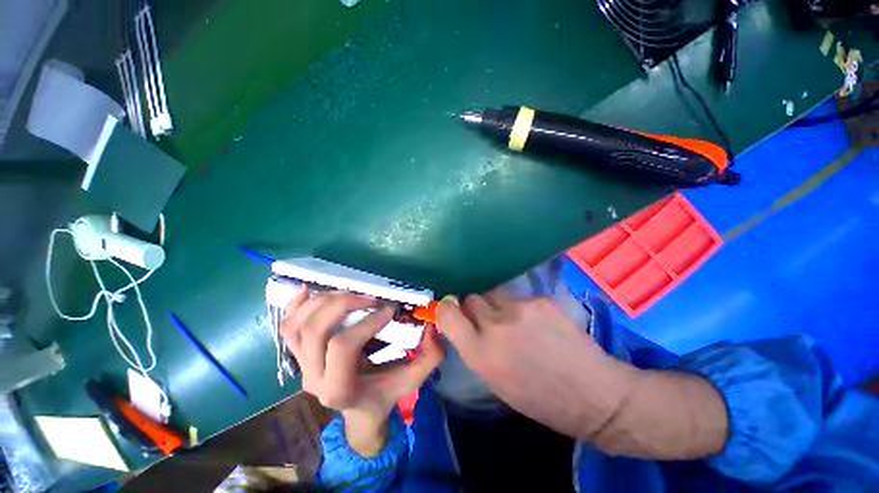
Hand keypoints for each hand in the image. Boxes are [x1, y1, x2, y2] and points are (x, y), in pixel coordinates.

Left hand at [281, 288, 443, 455]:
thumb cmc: (385, 393)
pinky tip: (308, 289)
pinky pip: (287, 327)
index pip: (343, 346)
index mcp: (340, 388)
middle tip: (370, 296)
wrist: (360, 409)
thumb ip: (429, 356)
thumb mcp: (413, 378)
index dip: (367, 322)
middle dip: (344, 305)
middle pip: (315, 331)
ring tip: (349, 292)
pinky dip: (296, 305)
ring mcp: (301, 366)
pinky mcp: (299, 356)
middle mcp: (313, 378)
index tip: (389, 308)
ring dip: (323, 301)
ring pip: (298, 326)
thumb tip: (430, 326)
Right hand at [437, 290, 727, 458]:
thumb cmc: (540, 400)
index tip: (450, 311)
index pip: (448, 313)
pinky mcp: (541, 300)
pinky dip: (521, 309)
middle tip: (487, 320)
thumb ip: (475, 348)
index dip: (446, 309)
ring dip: (497, 306)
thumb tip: (463, 325)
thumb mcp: (495, 381)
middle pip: (470, 298)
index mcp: (480, 353)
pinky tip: (538, 324)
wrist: (594, 394)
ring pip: (494, 295)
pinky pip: (519, 298)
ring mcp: (520, 308)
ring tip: (515, 322)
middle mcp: (495, 325)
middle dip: (473, 307)